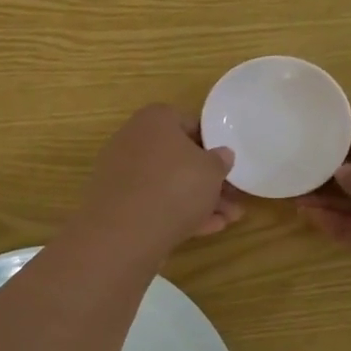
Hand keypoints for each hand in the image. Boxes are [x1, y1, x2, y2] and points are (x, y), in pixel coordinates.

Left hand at [71, 105, 241, 262]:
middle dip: (207, 180)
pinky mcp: (117, 204)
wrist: (126, 231)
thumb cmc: (176, 185)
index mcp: (154, 119)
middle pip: (177, 158)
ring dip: (198, 200)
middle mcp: (133, 140)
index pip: (187, 123)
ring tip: (229, 219)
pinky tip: (207, 229)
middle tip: (233, 197)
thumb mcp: (212, 170)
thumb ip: (220, 160)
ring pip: (168, 184)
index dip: (211, 143)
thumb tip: (222, 154)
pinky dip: (178, 213)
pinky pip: (153, 203)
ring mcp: (122, 173)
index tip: (227, 162)